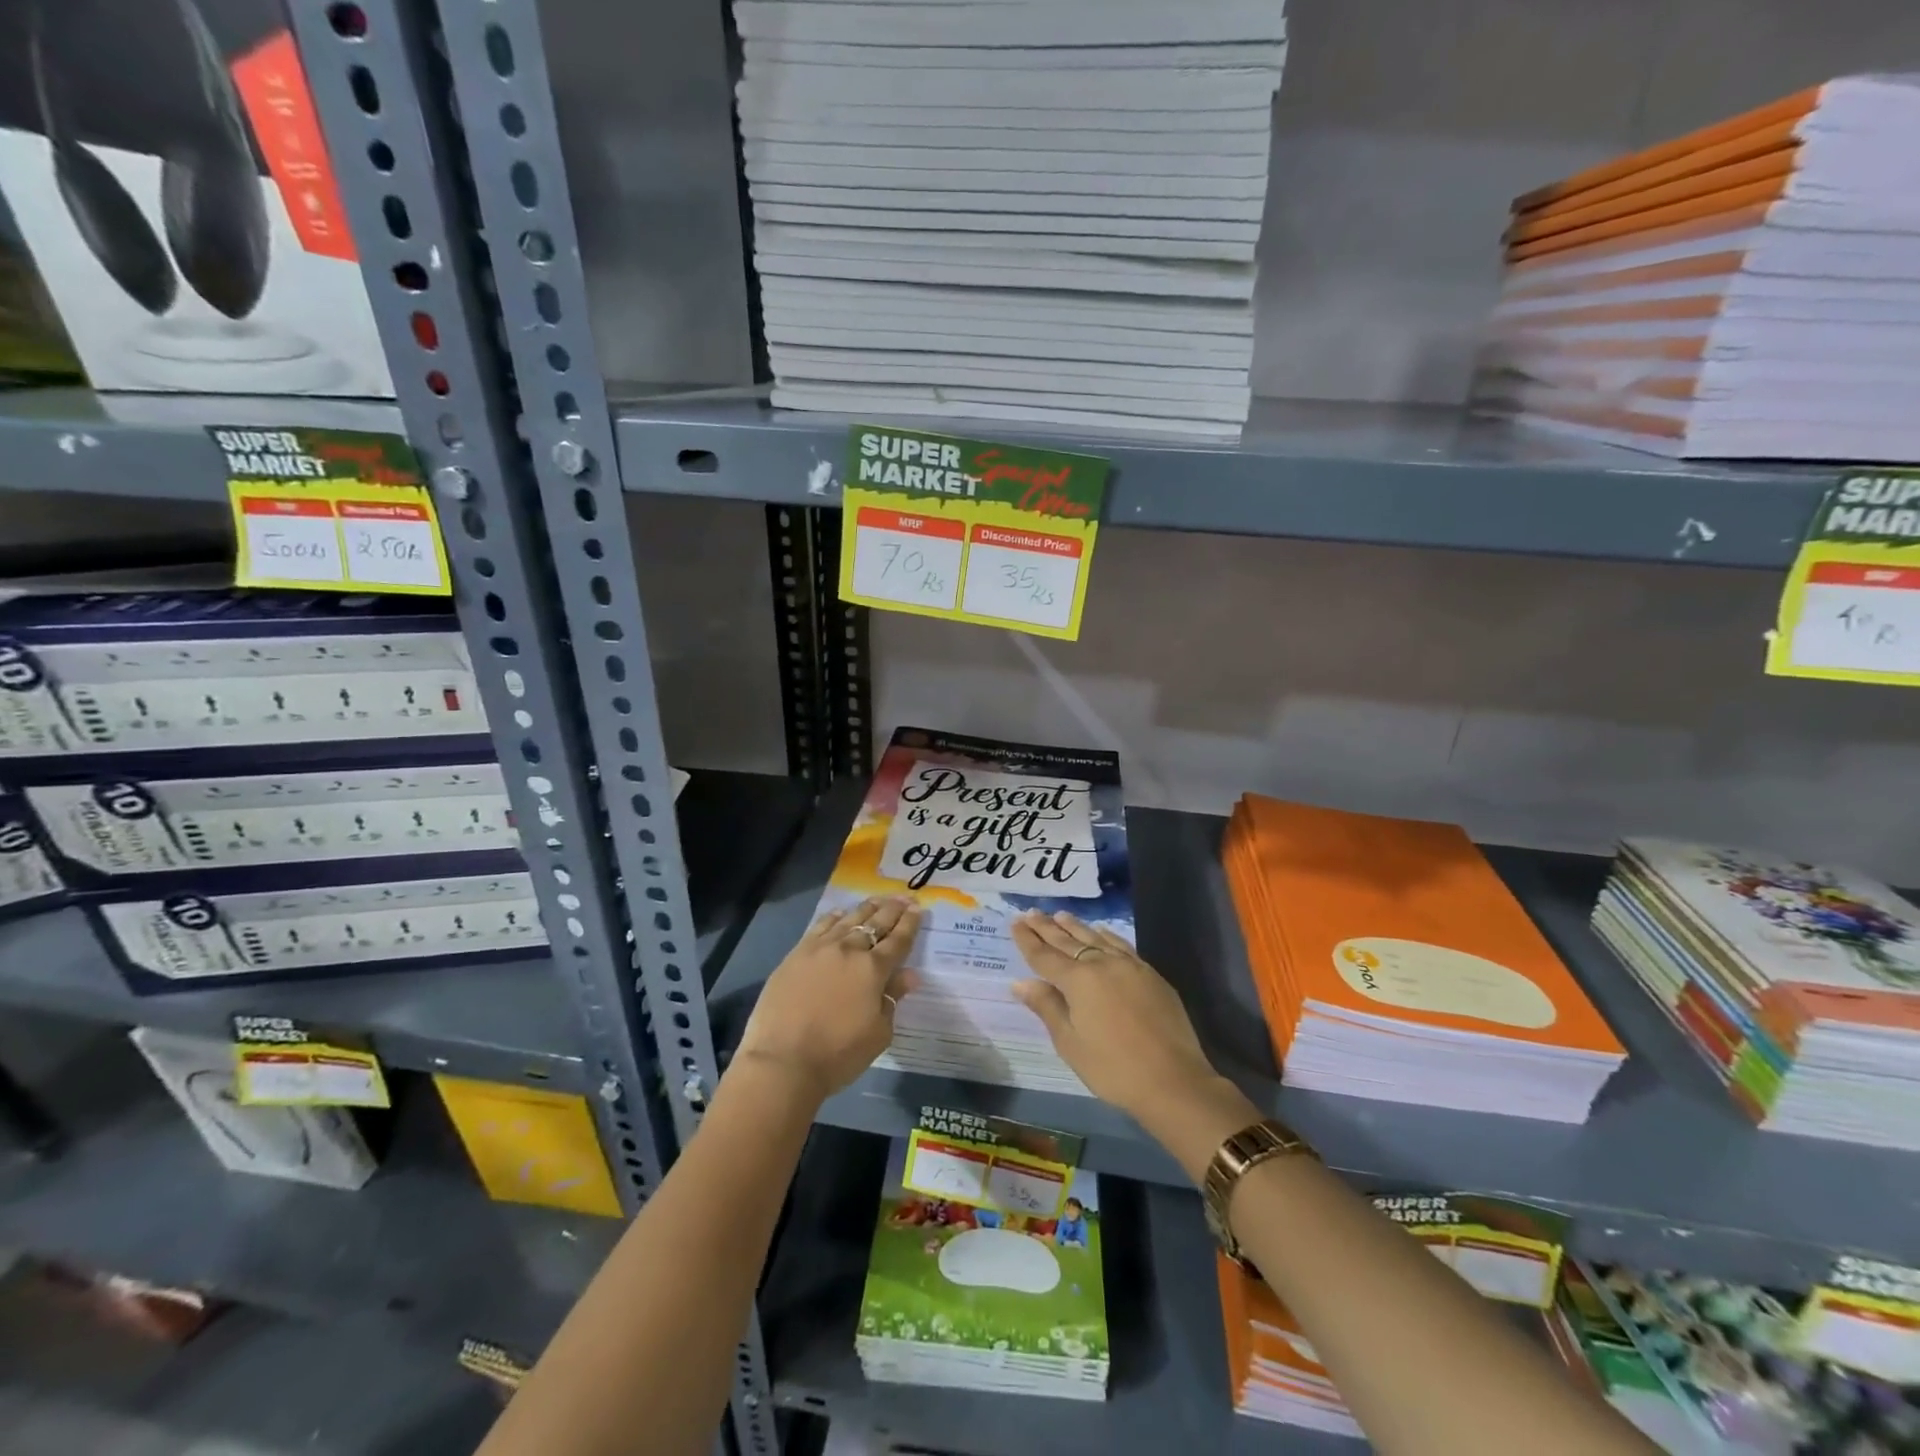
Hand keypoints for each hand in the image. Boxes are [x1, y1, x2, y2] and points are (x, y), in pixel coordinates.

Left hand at [734, 897, 921, 1102]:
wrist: (783, 1061)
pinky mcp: (796, 954)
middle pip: (876, 923)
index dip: (910, 924)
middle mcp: (849, 950)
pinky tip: (840, 913)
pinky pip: (820, 926)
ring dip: (866, 908)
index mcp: (873, 969)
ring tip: (877, 900)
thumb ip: (893, 998)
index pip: (898, 940)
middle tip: (904, 898)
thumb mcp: (878, 1033)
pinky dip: (834, 917)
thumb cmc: (838, 1054)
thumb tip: (910, 975)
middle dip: (893, 910)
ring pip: (849, 919)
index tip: (918, 909)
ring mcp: (820, 948)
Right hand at [1010, 911, 1225, 1123]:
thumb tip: (1020, 983)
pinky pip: (1120, 944)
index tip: (1015, 923)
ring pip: (1095, 937)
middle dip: (1046, 927)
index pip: (1044, 955)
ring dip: (1074, 926)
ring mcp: (1129, 965)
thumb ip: (1047, 1007)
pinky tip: (1100, 931)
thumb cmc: (1113, 1068)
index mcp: (1078, 980)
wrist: (1173, 1080)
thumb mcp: (1070, 1043)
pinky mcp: (1150, 974)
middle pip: (1068, 941)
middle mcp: (1101, 964)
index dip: (1027, 940)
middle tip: (1030, 912)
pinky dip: (1105, 935)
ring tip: (1059, 915)